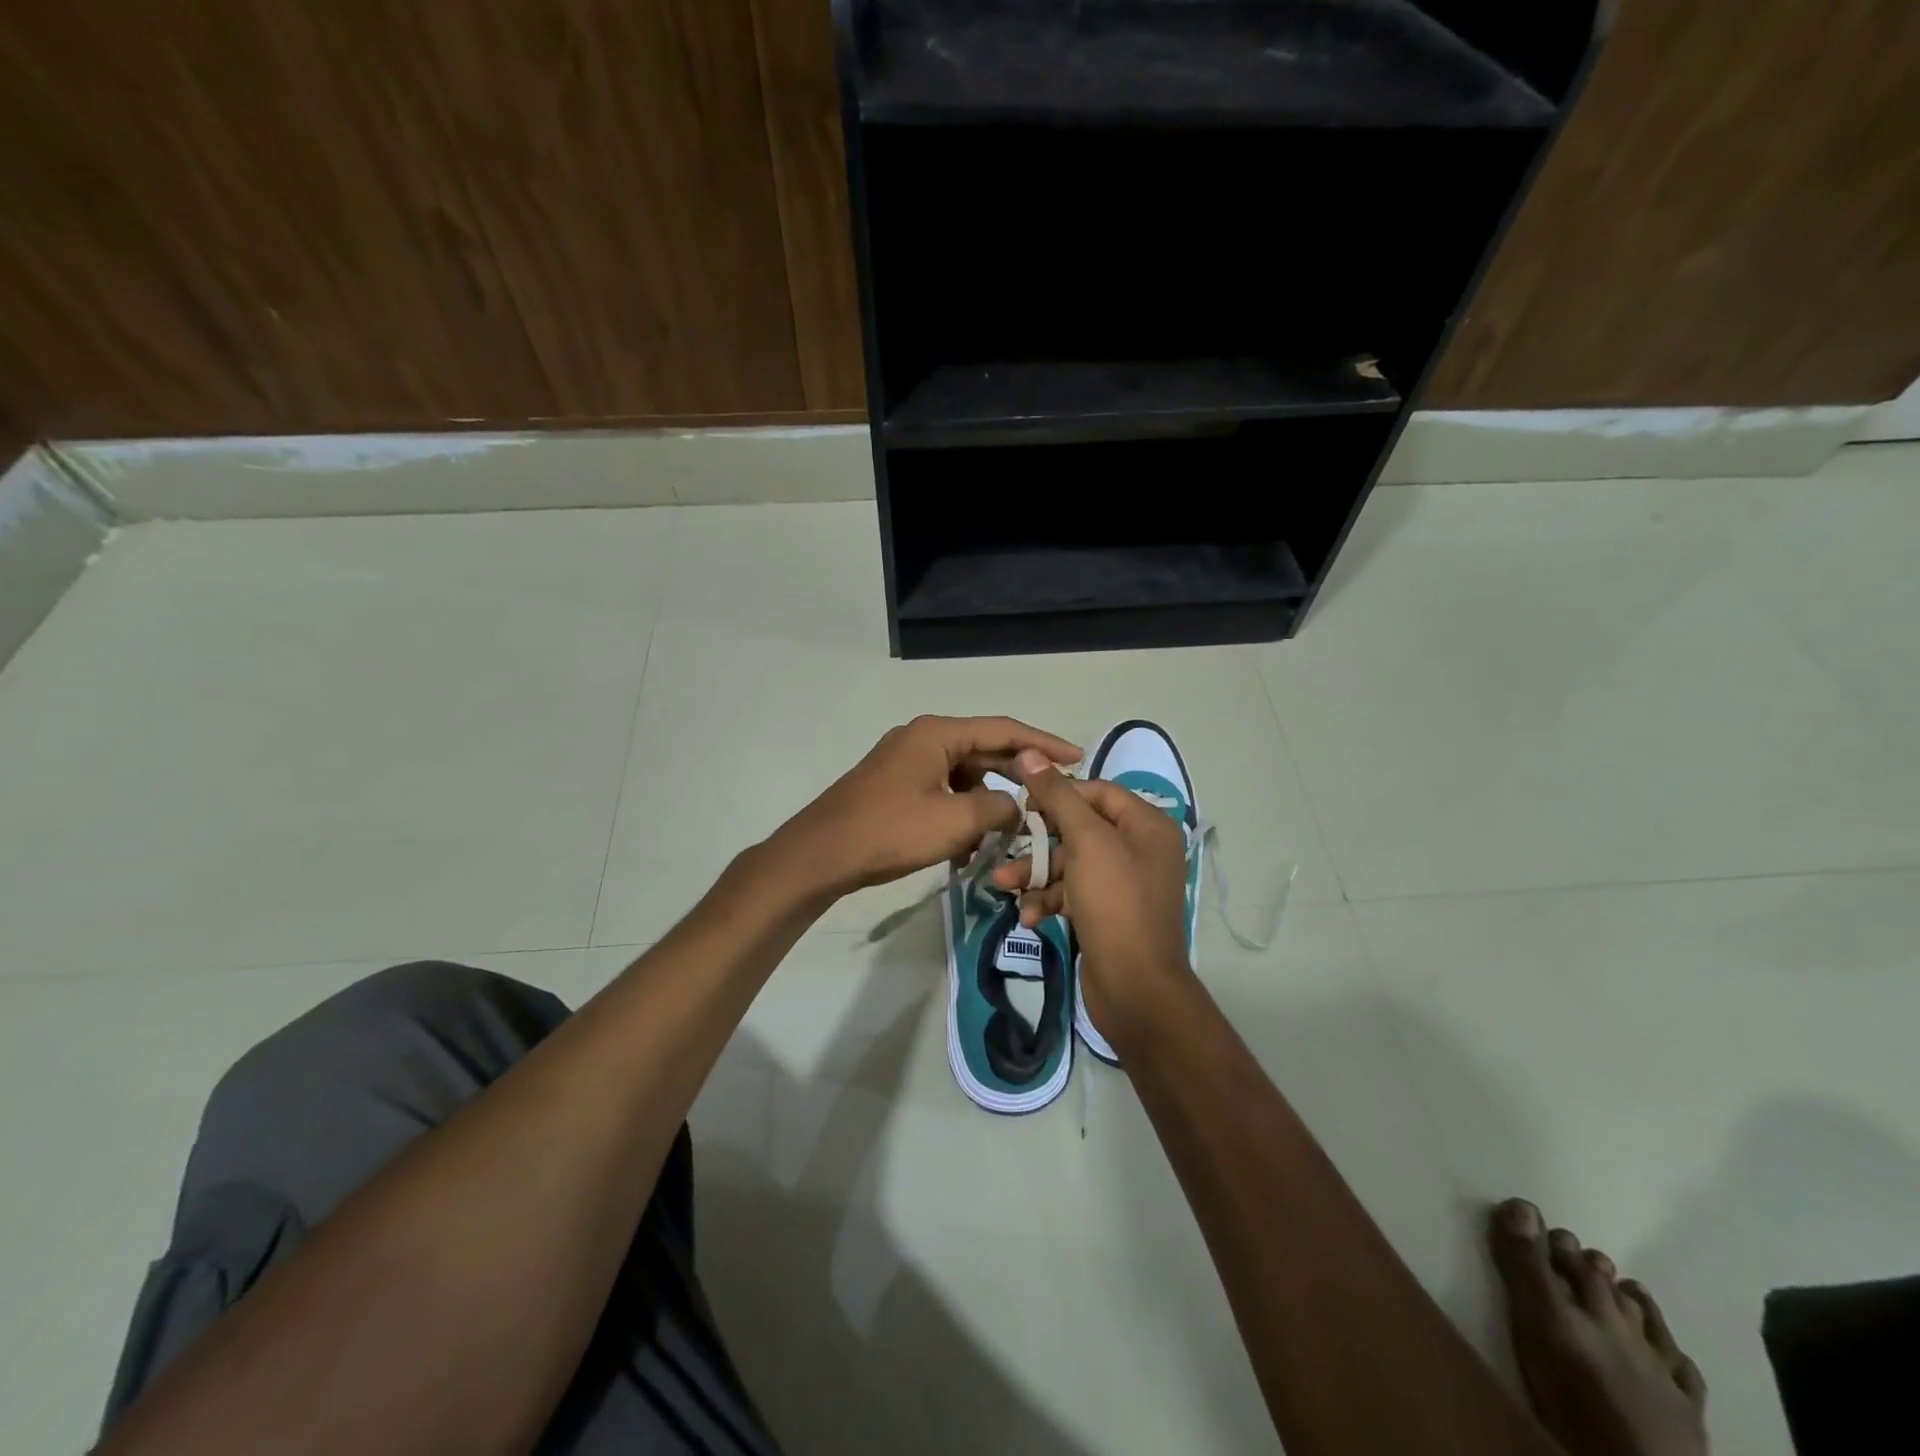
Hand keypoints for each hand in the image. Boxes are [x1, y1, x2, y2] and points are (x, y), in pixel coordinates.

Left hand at [769, 716, 1081, 900]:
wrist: (821, 854)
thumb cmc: (889, 831)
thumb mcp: (954, 821)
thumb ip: (997, 808)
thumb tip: (1015, 807)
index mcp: (938, 734)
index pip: (1004, 730)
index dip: (1043, 743)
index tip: (1076, 757)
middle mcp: (923, 738)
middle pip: (984, 750)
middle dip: (1016, 777)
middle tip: (1050, 796)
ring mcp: (906, 761)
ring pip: (963, 776)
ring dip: (986, 802)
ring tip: (1007, 833)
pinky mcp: (896, 785)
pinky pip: (942, 791)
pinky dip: (960, 813)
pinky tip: (966, 848)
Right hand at [992, 748, 1195, 1034]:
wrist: (1136, 990)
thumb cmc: (1115, 904)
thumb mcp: (1086, 843)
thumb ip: (1058, 796)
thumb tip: (1031, 752)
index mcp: (1146, 825)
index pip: (1096, 791)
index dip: (1057, 794)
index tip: (1020, 802)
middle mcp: (1139, 849)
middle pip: (1079, 829)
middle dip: (1039, 842)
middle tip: (1004, 846)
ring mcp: (1124, 883)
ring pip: (1070, 864)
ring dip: (1036, 874)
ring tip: (1001, 886)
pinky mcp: (1107, 913)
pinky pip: (1073, 893)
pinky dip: (1049, 900)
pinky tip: (1028, 917)